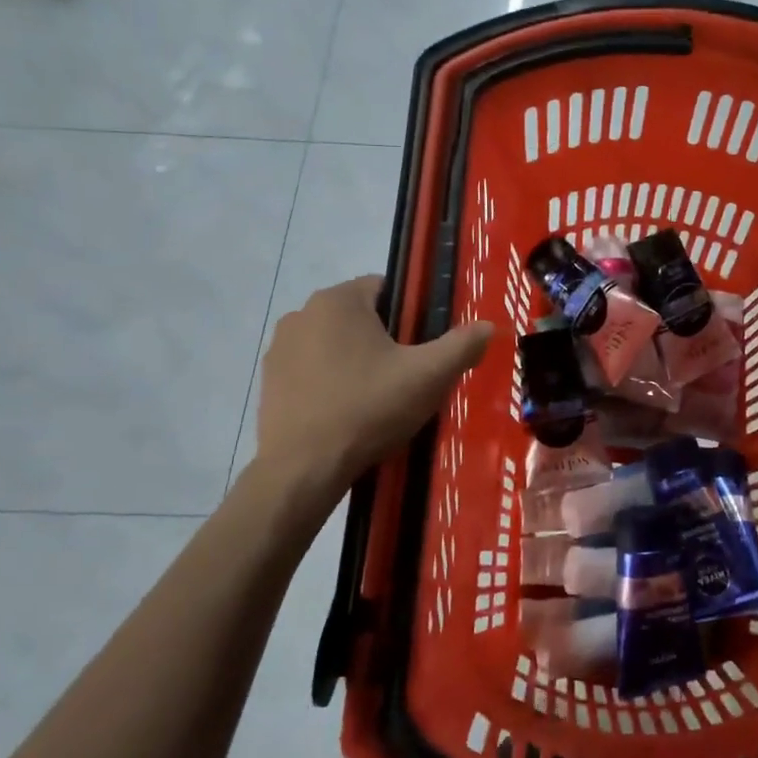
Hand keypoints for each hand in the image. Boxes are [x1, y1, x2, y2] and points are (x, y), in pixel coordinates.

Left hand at [255, 276, 494, 491]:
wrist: (303, 468)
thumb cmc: (368, 408)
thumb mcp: (429, 376)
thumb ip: (462, 345)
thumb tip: (489, 326)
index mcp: (339, 300)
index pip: (385, 288)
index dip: (411, 315)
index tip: (422, 348)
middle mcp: (302, 313)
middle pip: (360, 316)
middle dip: (384, 339)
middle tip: (406, 377)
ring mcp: (279, 348)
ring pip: (335, 343)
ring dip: (355, 360)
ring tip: (377, 399)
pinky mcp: (268, 381)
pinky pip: (312, 369)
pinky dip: (330, 382)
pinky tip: (346, 412)